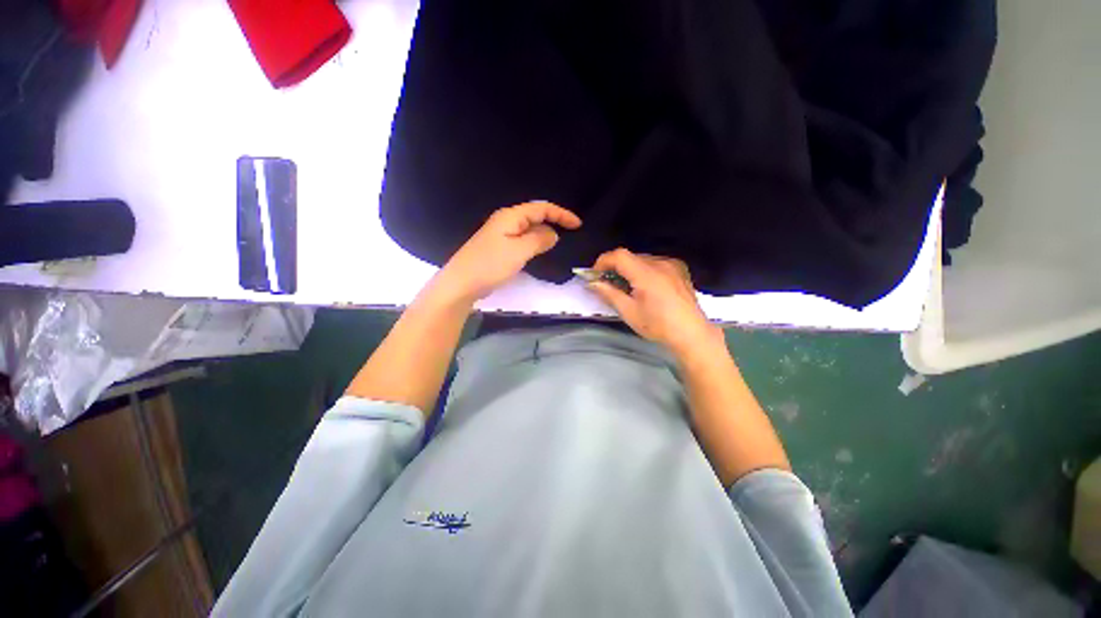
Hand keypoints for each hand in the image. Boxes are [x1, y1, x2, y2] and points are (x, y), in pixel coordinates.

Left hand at [432, 201, 581, 304]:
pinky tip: (540, 251)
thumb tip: (554, 234)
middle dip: (554, 222)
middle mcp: (506, 221)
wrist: (462, 283)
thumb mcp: (519, 251)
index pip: (541, 208)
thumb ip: (539, 240)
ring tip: (559, 244)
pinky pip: (522, 241)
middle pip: (535, 216)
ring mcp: (502, 235)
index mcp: (510, 216)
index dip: (561, 214)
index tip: (577, 224)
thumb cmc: (490, 264)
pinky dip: (534, 244)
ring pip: (529, 230)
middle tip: (571, 234)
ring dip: (544, 234)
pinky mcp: (500, 248)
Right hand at [586, 248, 720, 355]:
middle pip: (630, 257)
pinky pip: (655, 263)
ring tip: (628, 287)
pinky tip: (646, 286)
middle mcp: (660, 263)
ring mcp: (672, 264)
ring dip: (630, 269)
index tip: (596, 275)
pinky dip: (644, 270)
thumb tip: (593, 283)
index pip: (619, 256)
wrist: (691, 333)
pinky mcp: (679, 268)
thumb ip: (609, 293)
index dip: (603, 262)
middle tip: (608, 284)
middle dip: (615, 267)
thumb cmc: (657, 325)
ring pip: (642, 259)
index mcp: (647, 274)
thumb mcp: (628, 312)